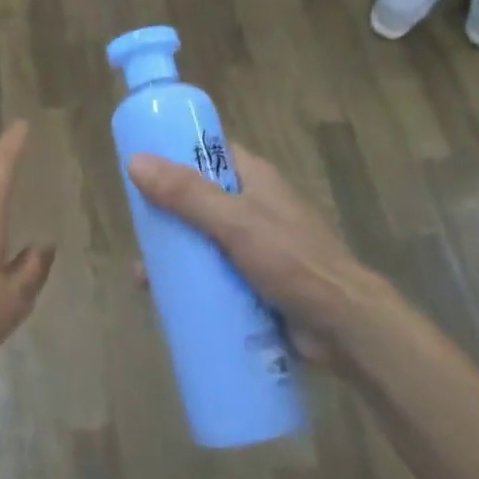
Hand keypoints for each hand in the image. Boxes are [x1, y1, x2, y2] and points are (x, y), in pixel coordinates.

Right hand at [127, 142, 393, 372]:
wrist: (343, 327)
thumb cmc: (292, 261)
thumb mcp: (235, 223)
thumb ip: (187, 195)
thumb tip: (135, 161)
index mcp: (254, 178)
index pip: (209, 151)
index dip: (175, 152)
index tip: (140, 163)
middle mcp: (253, 205)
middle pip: (198, 197)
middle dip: (166, 211)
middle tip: (135, 225)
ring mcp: (253, 245)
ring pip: (202, 238)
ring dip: (174, 251)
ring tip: (142, 273)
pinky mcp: (253, 280)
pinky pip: (212, 272)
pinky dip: (190, 280)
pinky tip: (163, 297)